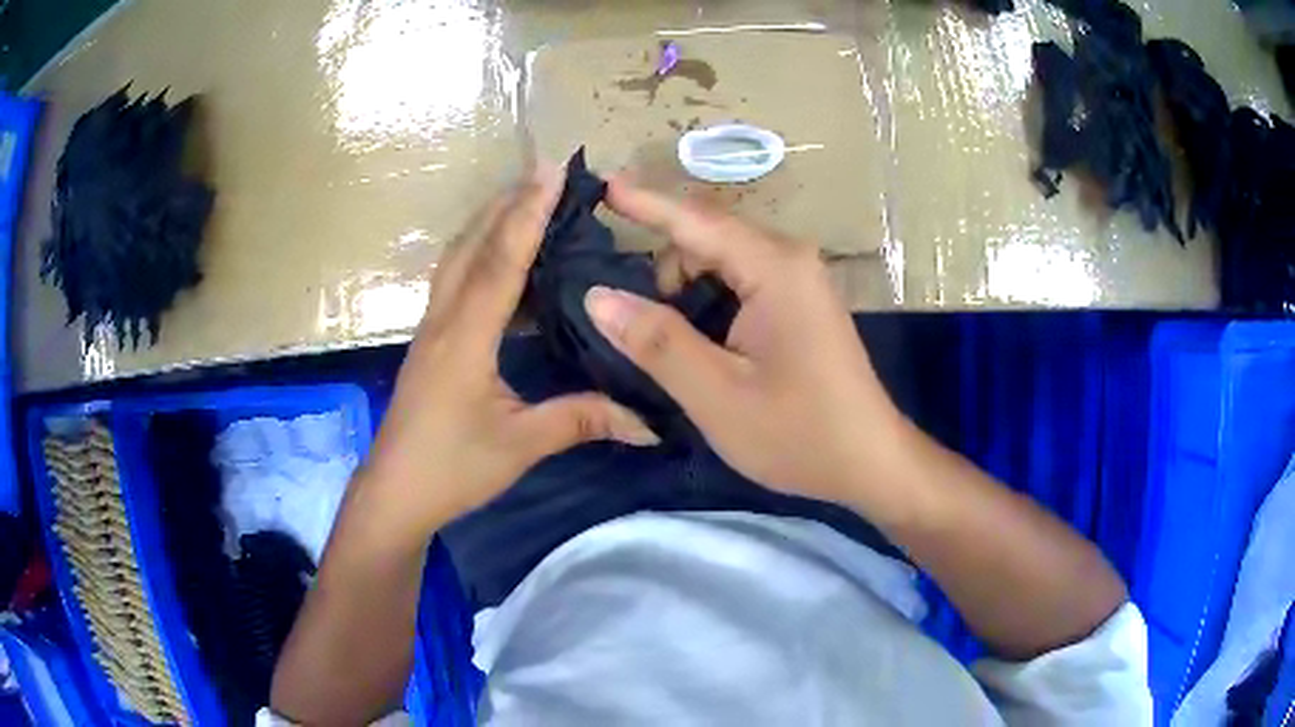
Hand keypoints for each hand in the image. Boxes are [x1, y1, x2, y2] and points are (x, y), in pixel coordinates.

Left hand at [360, 166, 658, 542]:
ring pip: (457, 258)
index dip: (528, 213)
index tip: (551, 171)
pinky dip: (480, 254)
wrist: (394, 492)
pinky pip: (454, 280)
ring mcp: (431, 329)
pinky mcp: (430, 342)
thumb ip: (582, 420)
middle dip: (507, 203)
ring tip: (526, 200)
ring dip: (489, 223)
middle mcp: (443, 320)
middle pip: (471, 245)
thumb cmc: (451, 468)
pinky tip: (503, 260)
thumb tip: (649, 419)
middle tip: (544, 172)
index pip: (501, 261)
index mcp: (465, 338)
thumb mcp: (520, 445)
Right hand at [585, 179, 910, 513]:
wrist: (869, 462)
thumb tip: (598, 296)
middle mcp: (789, 259)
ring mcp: (799, 280)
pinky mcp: (800, 303)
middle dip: (660, 262)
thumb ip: (656, 341)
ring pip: (722, 261)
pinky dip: (708, 299)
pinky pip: (741, 281)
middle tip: (621, 311)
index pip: (695, 220)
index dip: (643, 203)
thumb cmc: (798, 433)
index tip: (600, 185)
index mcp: (774, 268)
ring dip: (684, 287)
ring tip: (659, 338)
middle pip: (707, 237)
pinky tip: (696, 339)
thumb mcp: (716, 394)